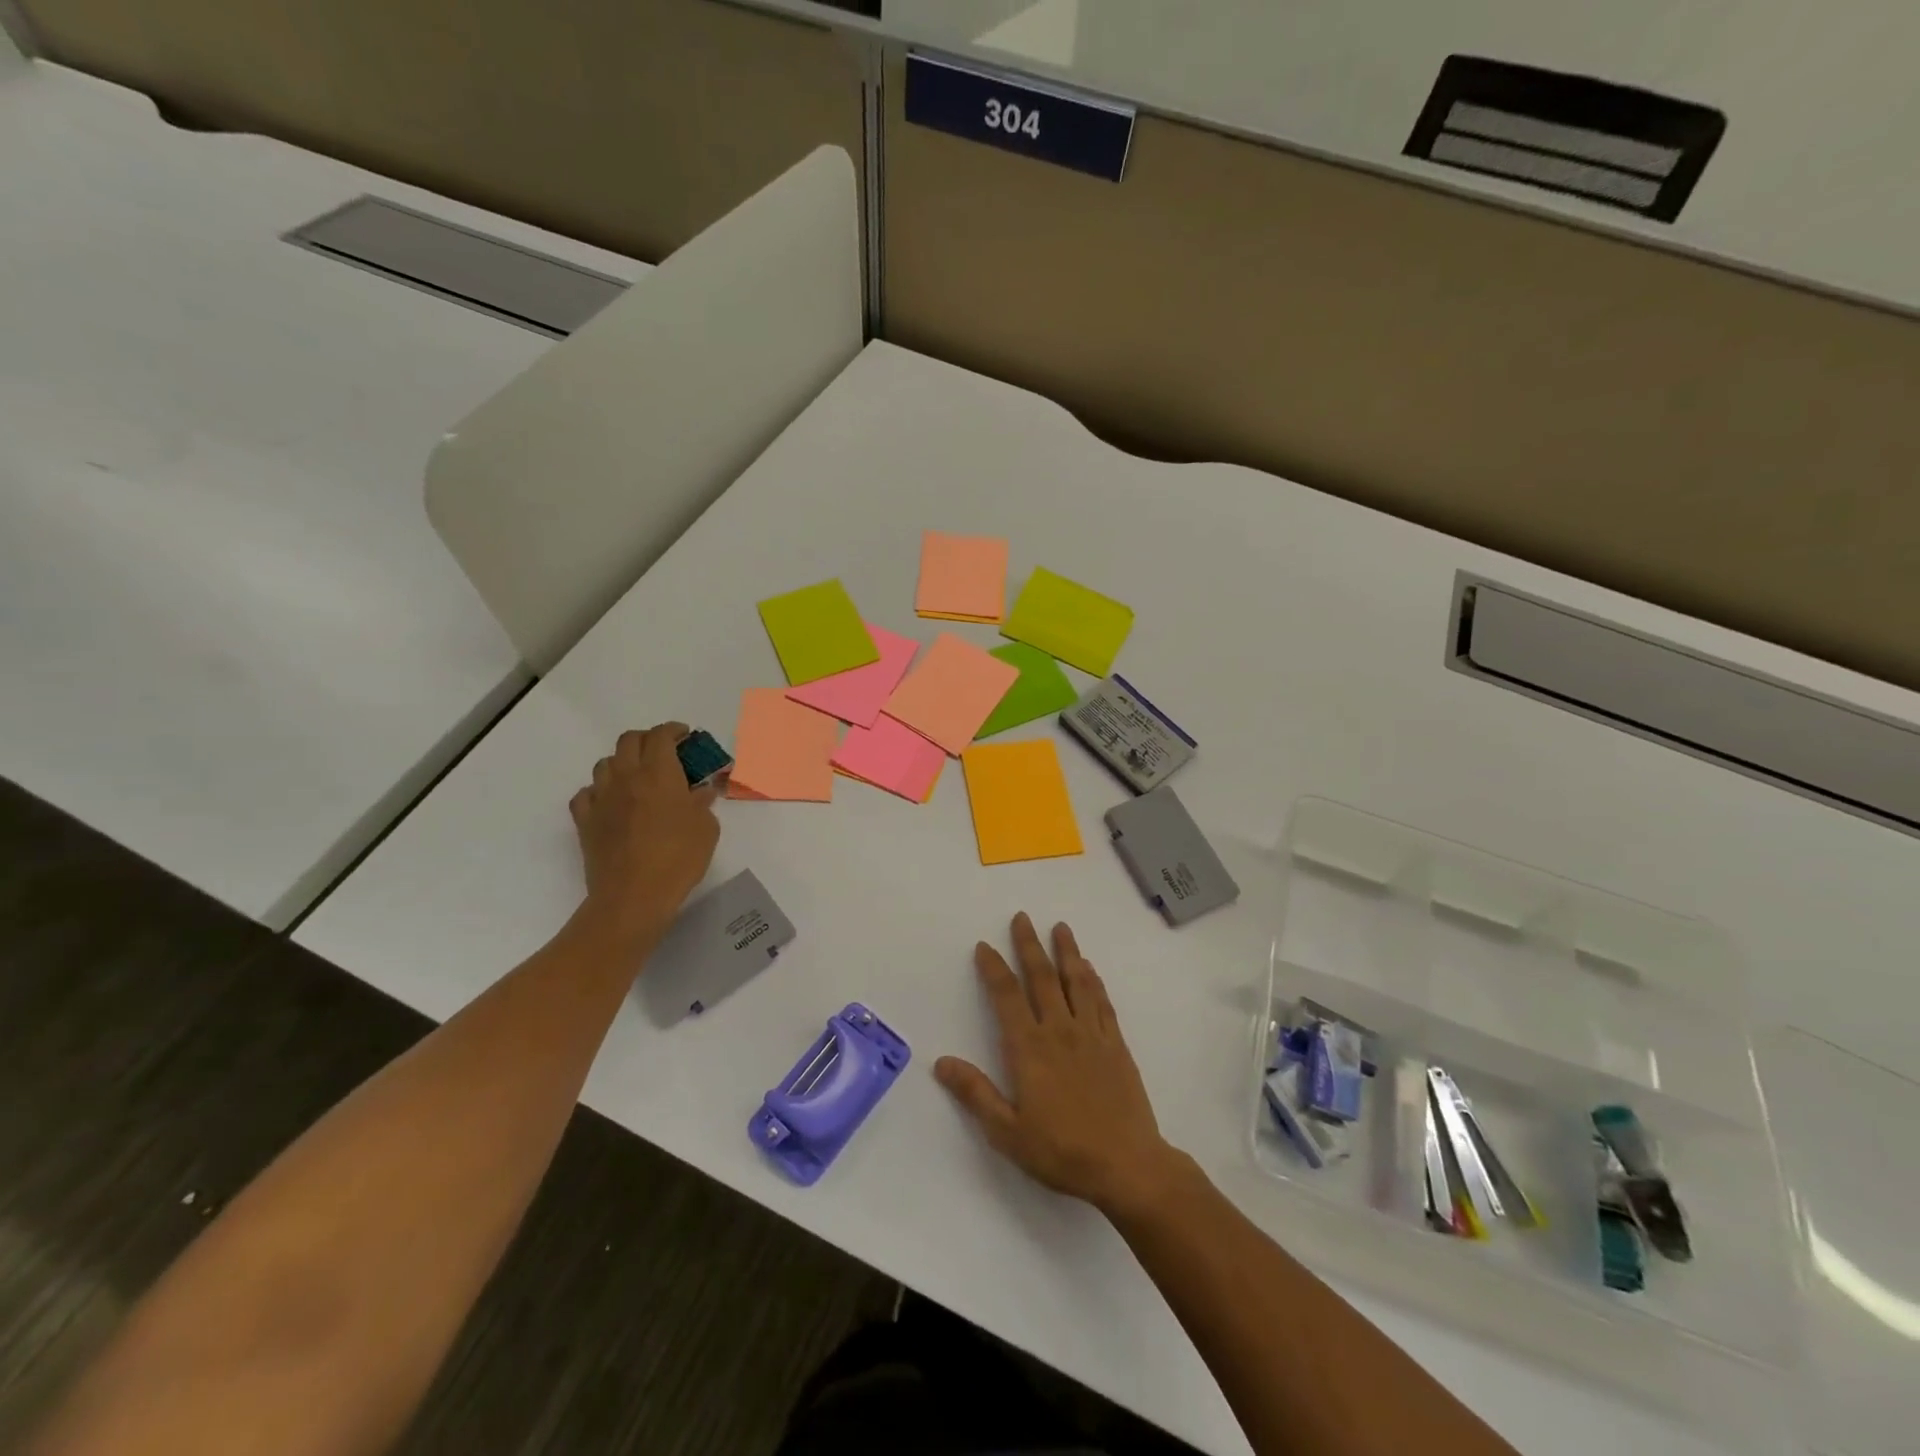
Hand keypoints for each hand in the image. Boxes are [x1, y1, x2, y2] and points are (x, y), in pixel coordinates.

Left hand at [569, 723, 719, 950]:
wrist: (633, 897)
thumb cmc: (678, 859)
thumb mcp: (707, 829)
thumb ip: (702, 804)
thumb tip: (700, 792)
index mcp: (659, 774)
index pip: (661, 736)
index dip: (674, 730)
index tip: (685, 736)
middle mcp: (626, 777)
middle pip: (630, 741)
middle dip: (648, 740)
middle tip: (664, 753)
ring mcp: (601, 799)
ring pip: (605, 764)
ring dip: (623, 763)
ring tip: (638, 778)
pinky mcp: (585, 821)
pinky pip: (586, 794)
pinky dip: (599, 792)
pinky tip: (611, 803)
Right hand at [935, 913, 1182, 1219]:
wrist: (1127, 1165)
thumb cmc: (1062, 1151)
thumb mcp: (1007, 1132)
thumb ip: (975, 1093)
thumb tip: (942, 1062)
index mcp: (1029, 1048)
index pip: (1006, 996)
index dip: (994, 968)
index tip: (984, 946)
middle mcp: (1059, 1030)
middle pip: (1042, 977)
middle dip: (1029, 945)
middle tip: (1022, 917)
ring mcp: (1091, 1034)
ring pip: (1077, 982)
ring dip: (1067, 952)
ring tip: (1060, 927)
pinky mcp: (1116, 1044)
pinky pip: (1102, 1002)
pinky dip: (1094, 980)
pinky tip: (1090, 969)